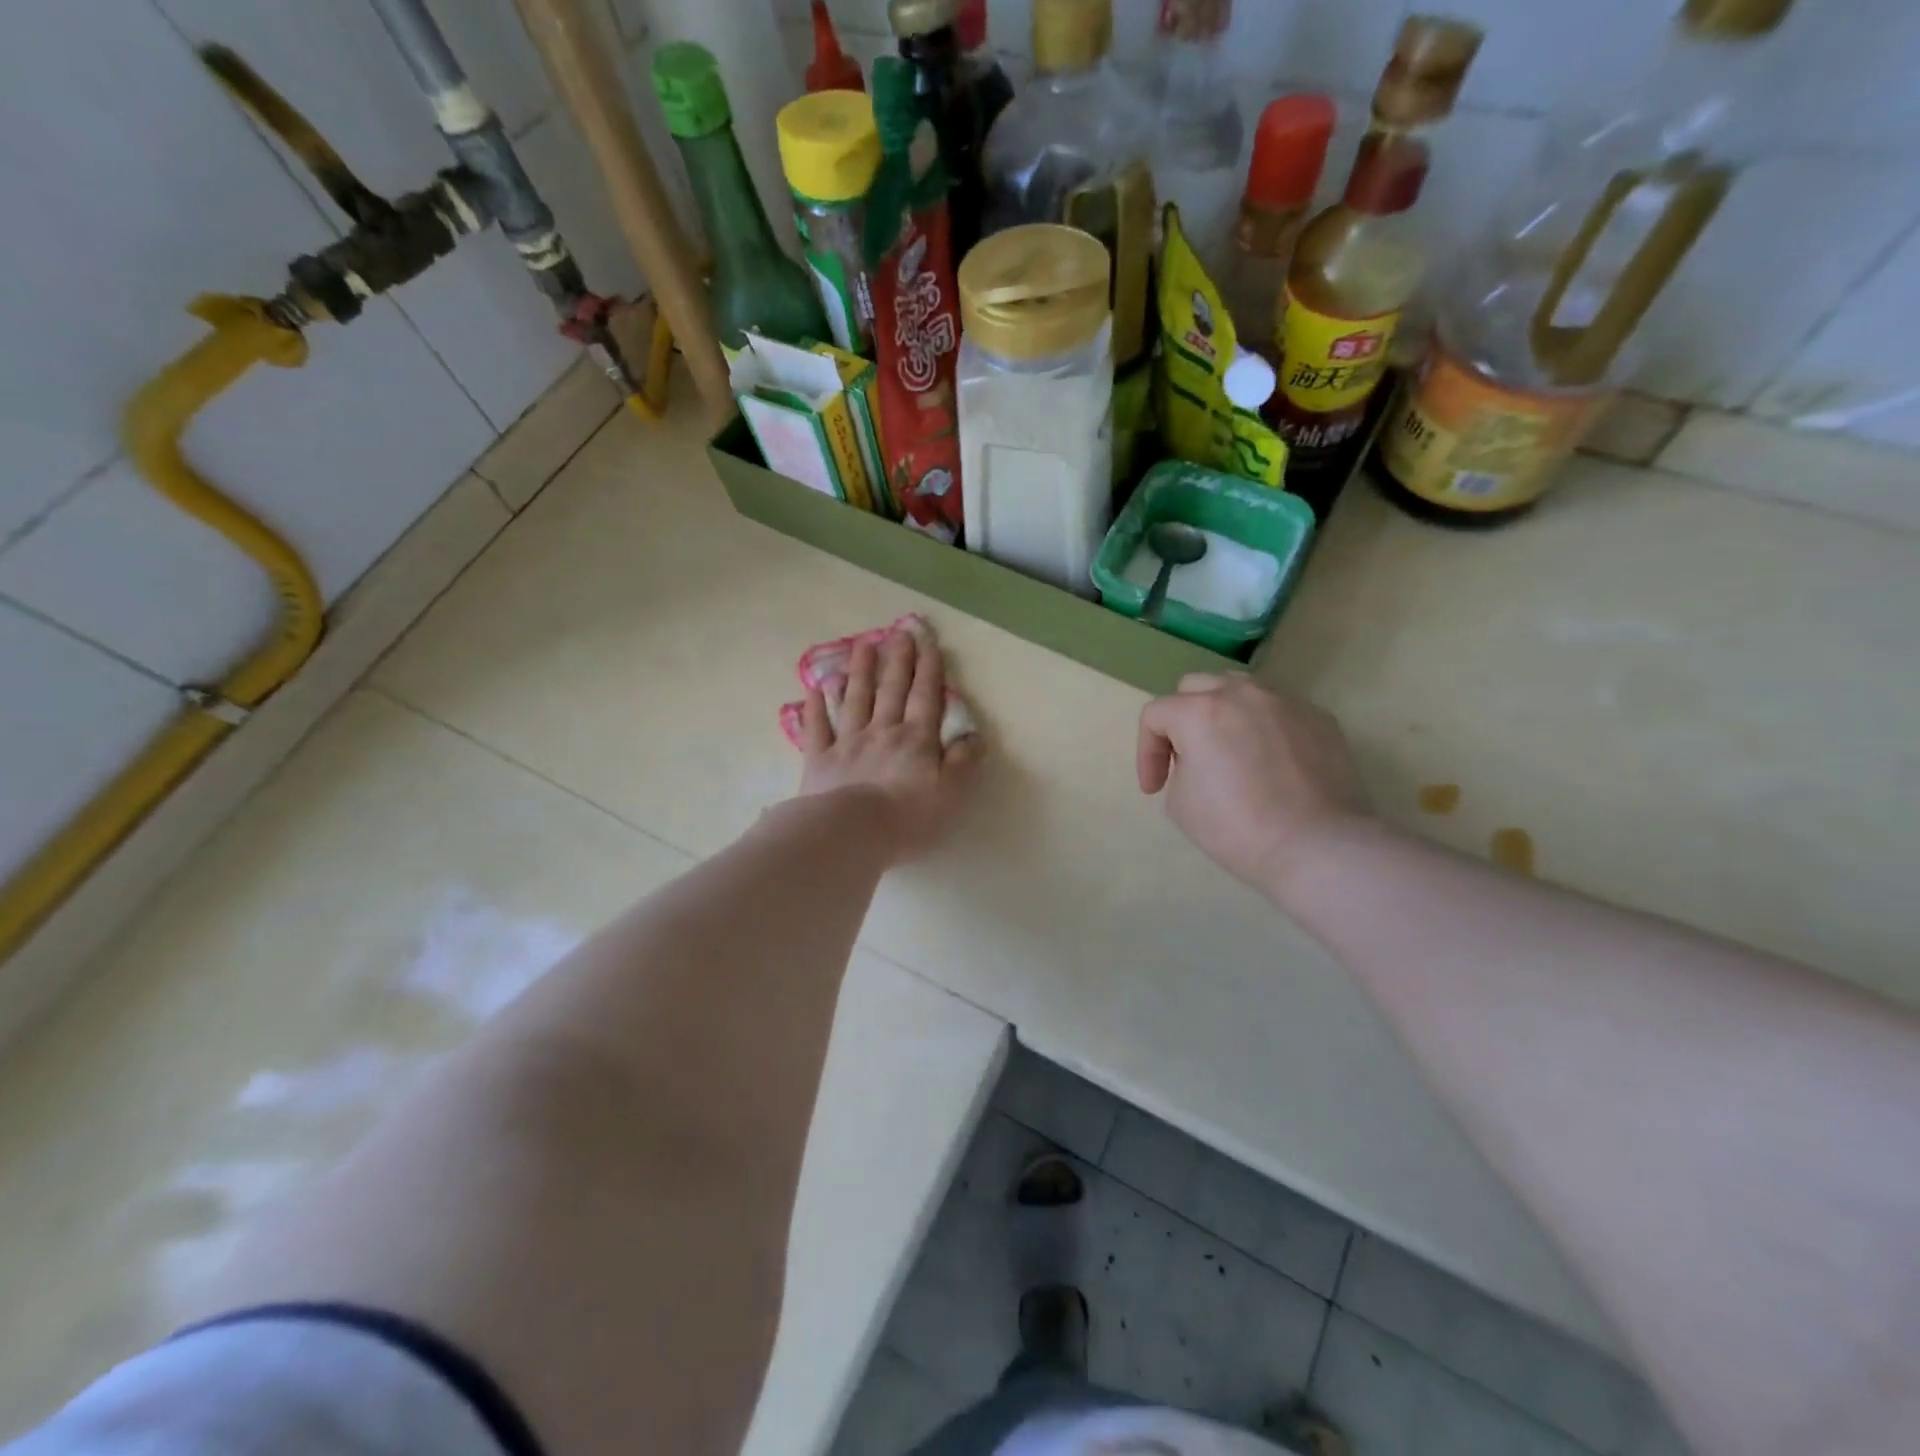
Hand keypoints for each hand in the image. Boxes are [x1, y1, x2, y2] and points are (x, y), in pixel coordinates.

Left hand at [798, 628, 978, 862]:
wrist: (851, 832)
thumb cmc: (908, 817)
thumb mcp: (951, 794)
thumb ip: (963, 763)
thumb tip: (973, 736)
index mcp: (916, 740)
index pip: (926, 697)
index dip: (929, 669)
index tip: (928, 642)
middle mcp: (882, 732)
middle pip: (891, 690)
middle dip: (897, 660)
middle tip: (898, 632)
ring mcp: (848, 743)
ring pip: (855, 699)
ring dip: (860, 671)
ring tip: (863, 645)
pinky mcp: (820, 759)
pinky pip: (817, 727)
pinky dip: (816, 707)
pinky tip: (815, 688)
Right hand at [1137, 674, 1373, 896]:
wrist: (1317, 845)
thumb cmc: (1237, 828)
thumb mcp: (1179, 803)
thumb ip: (1179, 766)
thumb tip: (1201, 760)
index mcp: (1199, 711)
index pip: (1155, 715)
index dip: (1146, 752)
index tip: (1155, 788)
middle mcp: (1241, 693)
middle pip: (1195, 687)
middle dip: (1182, 719)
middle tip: (1187, 758)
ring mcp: (1284, 702)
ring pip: (1240, 690)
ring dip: (1223, 713)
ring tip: (1229, 749)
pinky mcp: (1319, 717)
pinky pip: (1277, 711)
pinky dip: (1264, 728)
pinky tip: (1271, 764)